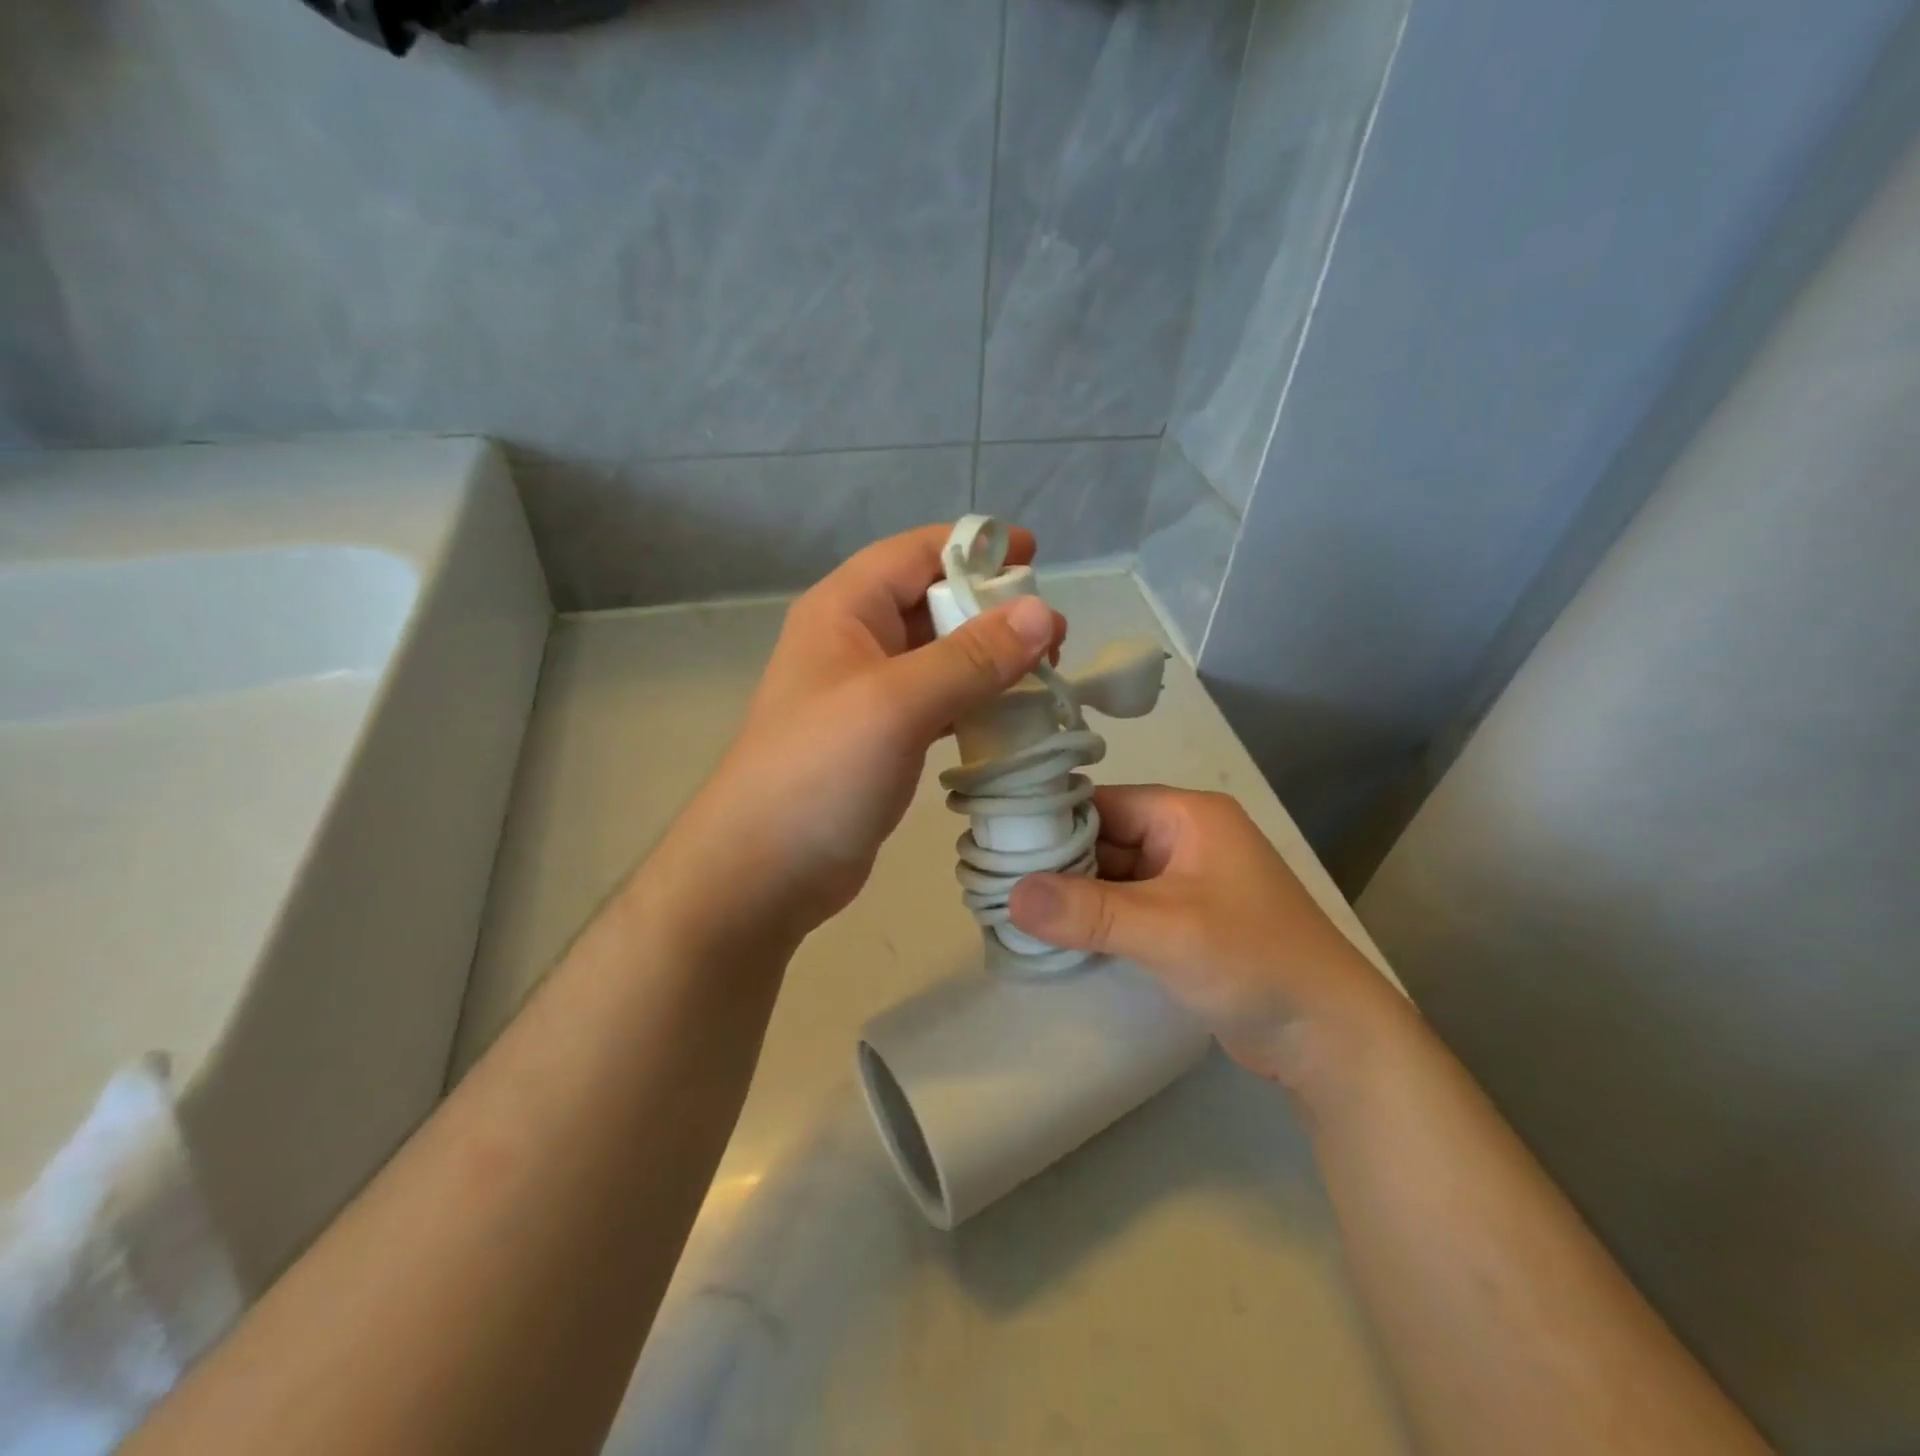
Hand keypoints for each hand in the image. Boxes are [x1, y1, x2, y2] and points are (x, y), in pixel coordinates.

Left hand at [649, 524, 1064, 949]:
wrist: (764, 870)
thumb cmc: (821, 772)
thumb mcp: (897, 703)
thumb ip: (971, 657)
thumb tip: (1042, 612)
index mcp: (845, 610)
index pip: (916, 553)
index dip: (975, 547)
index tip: (1036, 554)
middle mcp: (853, 642)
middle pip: (932, 603)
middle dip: (993, 610)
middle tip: (1053, 635)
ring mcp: (866, 694)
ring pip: (938, 657)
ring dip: (989, 660)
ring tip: (1045, 672)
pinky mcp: (880, 740)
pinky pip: (936, 703)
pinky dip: (974, 703)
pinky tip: (1011, 718)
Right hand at [1007, 786, 1402, 1090]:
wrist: (1329, 1037)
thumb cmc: (1254, 960)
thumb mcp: (1167, 930)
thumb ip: (1088, 911)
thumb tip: (1011, 895)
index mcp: (1186, 816)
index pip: (1102, 802)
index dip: (1051, 820)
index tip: (998, 842)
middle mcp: (1183, 840)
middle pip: (1103, 838)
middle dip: (1055, 862)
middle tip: (995, 882)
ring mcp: (1184, 883)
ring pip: (1111, 876)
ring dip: (1072, 894)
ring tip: (1010, 909)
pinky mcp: (1183, 922)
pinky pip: (1125, 908)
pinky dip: (1093, 919)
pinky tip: (1054, 936)